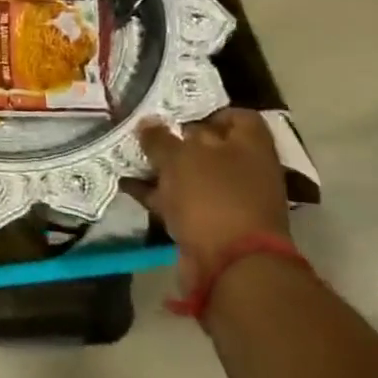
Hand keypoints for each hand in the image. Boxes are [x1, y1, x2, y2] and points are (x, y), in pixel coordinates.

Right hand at [137, 110, 290, 293]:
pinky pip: (181, 202)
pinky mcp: (211, 225)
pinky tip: (128, 185)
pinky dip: (158, 194)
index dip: (207, 110)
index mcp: (250, 146)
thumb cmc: (212, 198)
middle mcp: (245, 170)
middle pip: (209, 146)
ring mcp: (229, 200)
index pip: (236, 116)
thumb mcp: (180, 158)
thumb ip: (160, 138)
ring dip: (162, 168)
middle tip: (141, 131)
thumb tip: (148, 122)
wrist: (230, 267)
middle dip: (175, 139)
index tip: (175, 111)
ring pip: (191, 175)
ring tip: (127, 155)